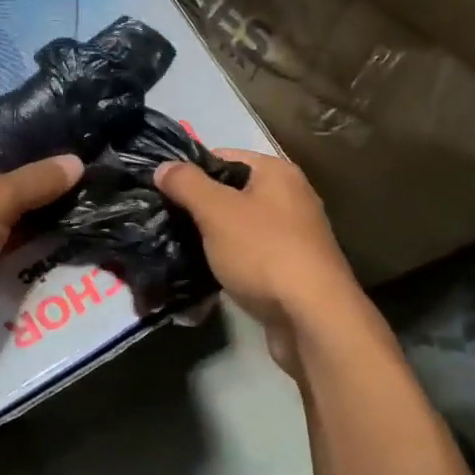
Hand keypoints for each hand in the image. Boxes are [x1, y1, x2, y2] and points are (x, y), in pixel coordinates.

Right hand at [156, 150, 361, 373]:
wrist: (313, 318)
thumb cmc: (264, 252)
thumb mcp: (216, 211)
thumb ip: (186, 184)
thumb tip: (163, 167)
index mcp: (277, 173)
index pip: (223, 157)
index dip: (191, 171)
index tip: (161, 191)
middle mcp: (290, 198)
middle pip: (231, 192)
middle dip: (198, 207)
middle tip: (165, 221)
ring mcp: (293, 236)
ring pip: (239, 227)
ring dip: (211, 238)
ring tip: (177, 248)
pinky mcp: (290, 270)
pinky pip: (250, 256)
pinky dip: (228, 262)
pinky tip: (204, 274)